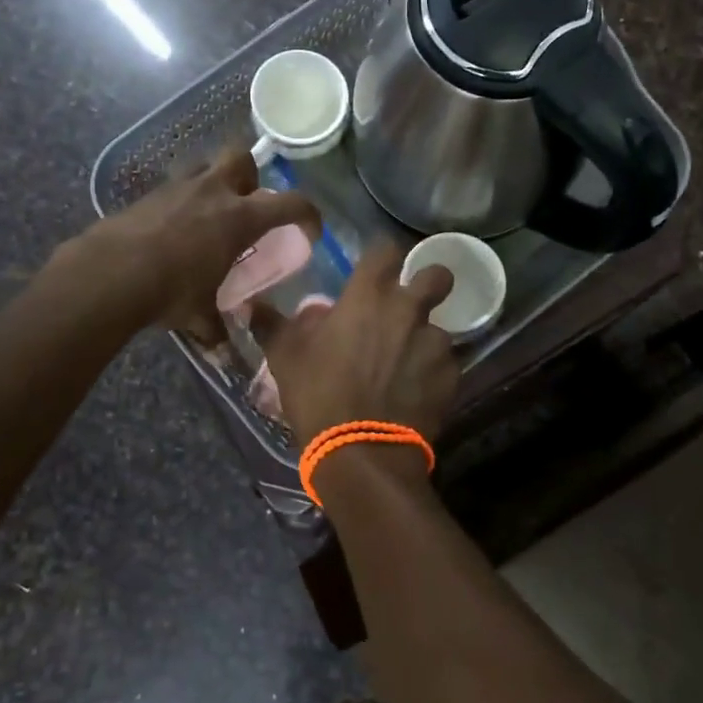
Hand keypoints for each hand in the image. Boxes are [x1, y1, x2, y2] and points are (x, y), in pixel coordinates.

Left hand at [67, 149, 318, 343]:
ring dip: (213, 184)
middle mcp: (213, 193)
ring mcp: (178, 188)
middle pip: (242, 159)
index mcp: (239, 218)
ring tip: (207, 214)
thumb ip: (216, 331)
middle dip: (250, 176)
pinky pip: (174, 188)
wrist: (109, 272)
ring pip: (205, 166)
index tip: (309, 231)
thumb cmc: (169, 290)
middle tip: (246, 204)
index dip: (308, 214)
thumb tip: (225, 359)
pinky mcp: (148, 194)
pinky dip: (181, 202)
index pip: (291, 203)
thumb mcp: (199, 314)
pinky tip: (172, 229)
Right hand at [249, 242, 459, 448]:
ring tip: (405, 363)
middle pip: (437, 275)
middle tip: (409, 303)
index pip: (386, 249)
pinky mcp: (450, 376)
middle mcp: (408, 310)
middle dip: (428, 282)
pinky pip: (445, 364)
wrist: (361, 453)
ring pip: (439, 327)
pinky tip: (414, 392)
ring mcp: (434, 343)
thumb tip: (251, 305)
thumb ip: (272, 324)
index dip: (382, 257)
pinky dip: (431, 372)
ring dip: (424, 338)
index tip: (375, 270)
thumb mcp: (285, 357)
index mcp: (368, 296)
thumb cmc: (319, 395)